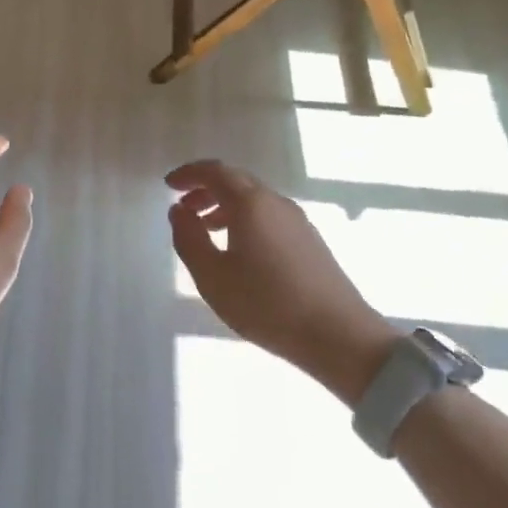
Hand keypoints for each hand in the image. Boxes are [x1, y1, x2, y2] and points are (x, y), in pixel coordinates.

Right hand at [167, 160, 398, 398]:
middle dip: (206, 188)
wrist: (338, 335)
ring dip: (225, 206)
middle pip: (236, 181)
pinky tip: (239, 250)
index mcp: (250, 203)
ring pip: (254, 199)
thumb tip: (178, 210)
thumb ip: (189, 238)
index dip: (189, 174)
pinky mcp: (310, 240)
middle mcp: (275, 202)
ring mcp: (297, 220)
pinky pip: (269, 215)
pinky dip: (246, 219)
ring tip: (206, 230)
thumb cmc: (266, 304)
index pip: (215, 171)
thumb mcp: (212, 276)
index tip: (169, 184)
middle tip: (184, 208)